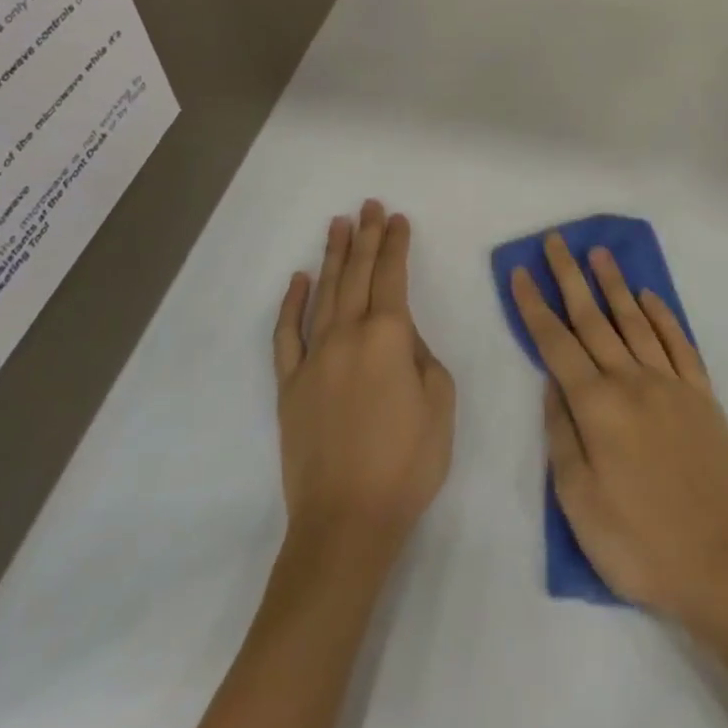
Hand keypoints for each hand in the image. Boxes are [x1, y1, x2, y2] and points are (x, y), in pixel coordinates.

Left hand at [272, 202, 455, 559]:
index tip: (397, 218)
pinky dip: (291, 304)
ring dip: (333, 257)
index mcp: (389, 337)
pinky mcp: (290, 386)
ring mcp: (313, 359)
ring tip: (338, 225)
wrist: (346, 522)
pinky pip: (287, 335)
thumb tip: (403, 337)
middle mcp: (347, 336)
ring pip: (323, 294)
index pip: (392, 276)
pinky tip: (298, 280)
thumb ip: (424, 357)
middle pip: (357, 275)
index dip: (395, 244)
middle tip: (368, 205)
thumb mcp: (440, 403)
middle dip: (365, 236)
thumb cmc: (407, 463)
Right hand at [512, 233, 727, 622]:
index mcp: (597, 406)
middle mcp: (632, 380)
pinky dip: (661, 315)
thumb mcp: (577, 501)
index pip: (556, 343)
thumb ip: (561, 435)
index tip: (521, 272)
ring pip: (635, 320)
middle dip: (570, 277)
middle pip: (593, 319)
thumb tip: (553, 384)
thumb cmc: (636, 541)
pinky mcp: (701, 394)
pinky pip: (678, 342)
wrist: (717, 561)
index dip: (535, 306)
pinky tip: (648, 297)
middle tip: (556, 241)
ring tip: (599, 253)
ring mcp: (670, 383)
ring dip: (615, 284)